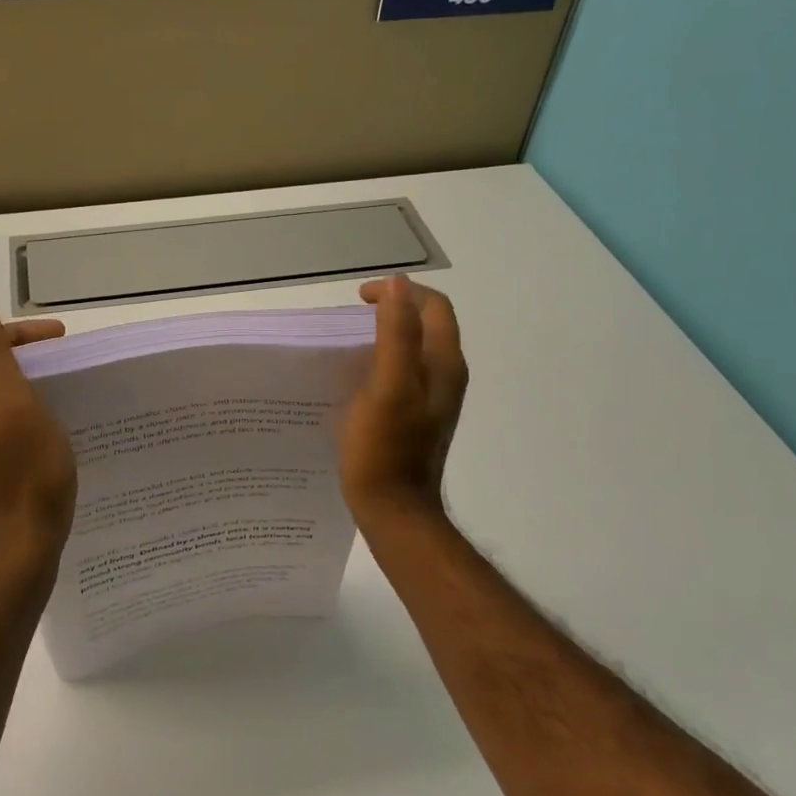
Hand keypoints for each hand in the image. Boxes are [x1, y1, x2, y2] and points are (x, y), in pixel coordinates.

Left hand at [0, 294, 77, 578]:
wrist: (22, 544)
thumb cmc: (24, 470)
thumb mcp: (14, 402)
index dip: (21, 334)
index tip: (63, 340)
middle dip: (25, 357)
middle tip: (66, 362)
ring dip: (25, 382)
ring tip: (61, 385)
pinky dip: (22, 408)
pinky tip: (47, 417)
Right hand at [339, 275, 468, 531]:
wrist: (393, 510)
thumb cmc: (385, 448)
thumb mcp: (388, 386)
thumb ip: (397, 334)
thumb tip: (399, 285)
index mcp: (443, 364)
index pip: (434, 306)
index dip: (400, 292)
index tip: (360, 299)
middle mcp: (445, 376)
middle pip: (427, 325)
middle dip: (393, 309)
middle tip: (353, 316)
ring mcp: (433, 399)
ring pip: (414, 349)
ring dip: (386, 335)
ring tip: (350, 341)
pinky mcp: (416, 417)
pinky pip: (403, 373)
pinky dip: (382, 361)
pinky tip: (355, 377)